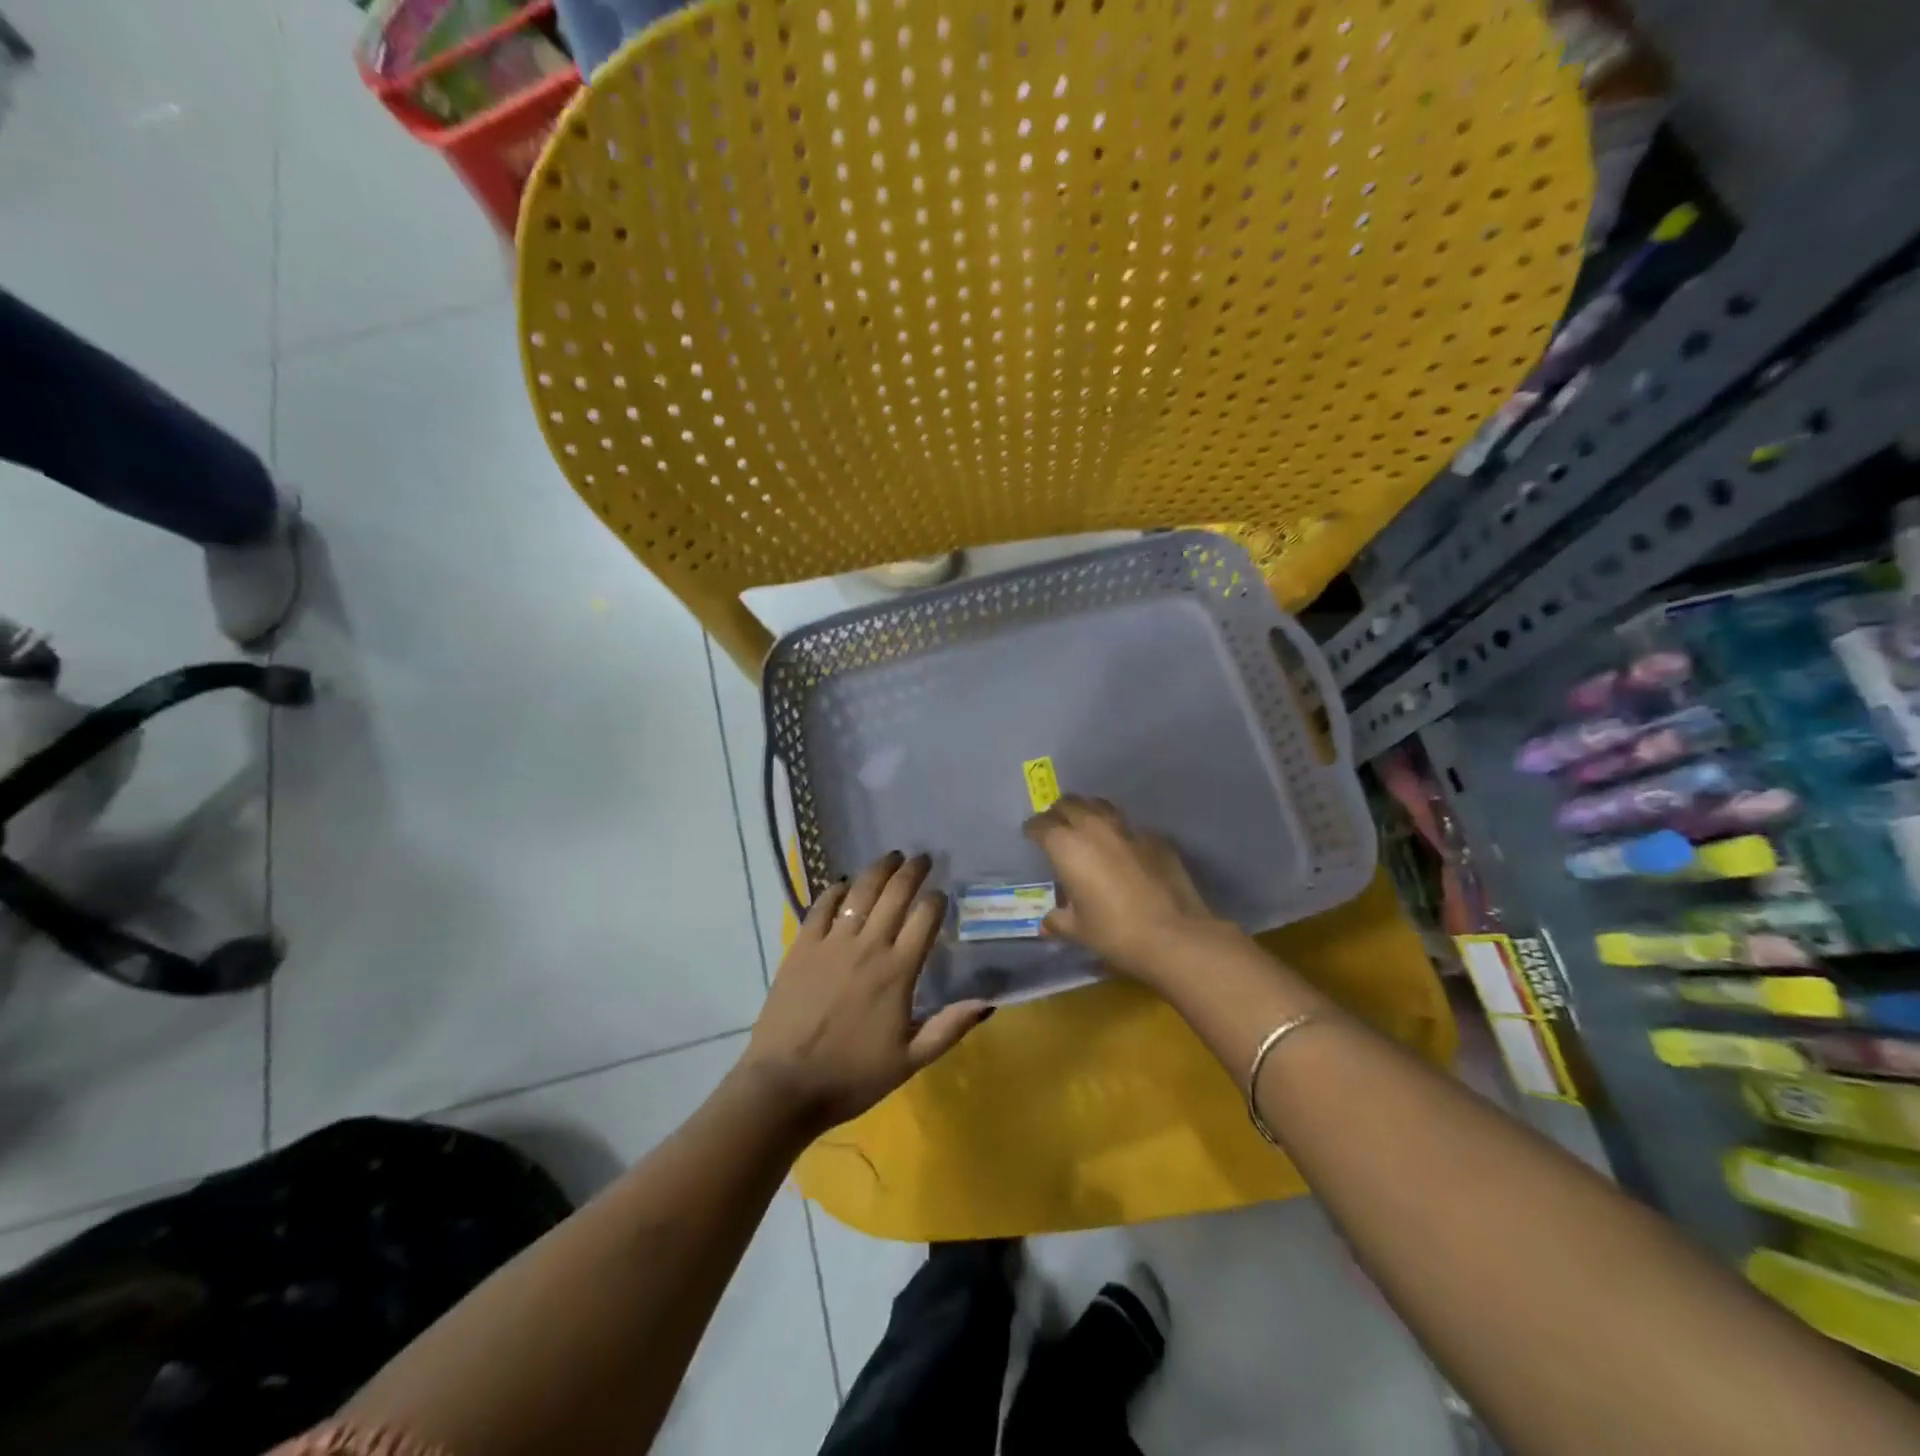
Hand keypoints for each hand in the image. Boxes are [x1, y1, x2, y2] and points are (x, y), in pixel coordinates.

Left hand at [740, 851, 991, 1136]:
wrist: (784, 1085)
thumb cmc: (851, 1076)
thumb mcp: (910, 1061)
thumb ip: (949, 1028)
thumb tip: (988, 1002)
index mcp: (898, 972)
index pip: (925, 919)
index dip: (936, 901)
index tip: (941, 893)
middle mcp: (868, 946)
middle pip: (894, 895)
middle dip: (912, 871)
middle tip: (922, 858)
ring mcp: (831, 942)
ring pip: (860, 892)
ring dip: (878, 870)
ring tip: (890, 857)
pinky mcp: (802, 946)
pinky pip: (822, 906)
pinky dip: (835, 890)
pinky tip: (843, 884)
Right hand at [1023, 795, 1225, 981]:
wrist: (1174, 934)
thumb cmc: (1115, 932)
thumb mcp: (1078, 930)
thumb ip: (1058, 921)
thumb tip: (1047, 923)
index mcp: (1067, 846)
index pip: (1042, 825)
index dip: (1033, 828)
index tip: (1031, 834)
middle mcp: (1094, 828)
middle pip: (1070, 804)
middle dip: (1059, 812)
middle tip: (1056, 826)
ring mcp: (1128, 829)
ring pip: (1101, 806)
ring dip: (1089, 812)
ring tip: (1087, 826)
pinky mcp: (1155, 838)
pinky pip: (1130, 826)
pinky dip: (1119, 832)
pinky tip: (1123, 849)